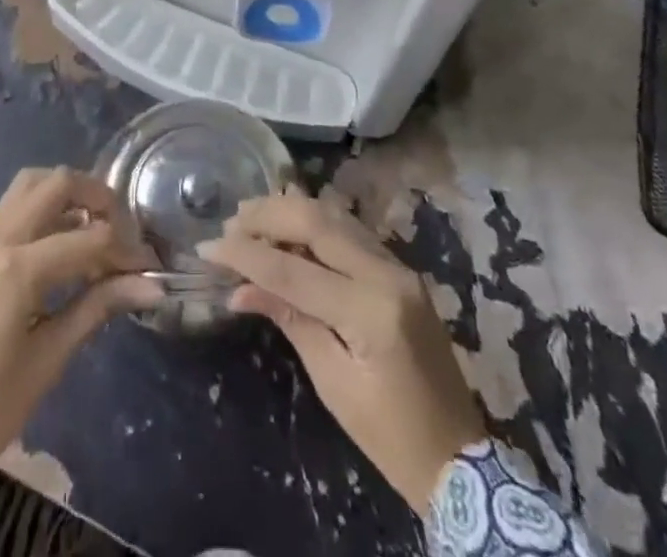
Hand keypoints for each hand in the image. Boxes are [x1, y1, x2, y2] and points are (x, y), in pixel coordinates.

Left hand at [0, 166, 160, 508]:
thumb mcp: (51, 358)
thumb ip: (99, 307)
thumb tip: (152, 285)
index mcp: (18, 268)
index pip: (89, 237)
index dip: (126, 249)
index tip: (151, 268)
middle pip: (57, 184)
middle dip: (98, 196)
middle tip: (124, 230)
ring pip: (30, 184)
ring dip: (67, 192)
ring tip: (95, 226)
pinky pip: (14, 208)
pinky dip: (45, 208)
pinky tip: (65, 243)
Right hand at [200, 189, 486, 512]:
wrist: (457, 456)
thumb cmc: (389, 435)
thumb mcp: (332, 382)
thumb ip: (289, 320)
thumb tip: (238, 288)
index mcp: (370, 311)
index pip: (294, 270)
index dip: (246, 255)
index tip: (208, 247)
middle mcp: (387, 274)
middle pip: (317, 222)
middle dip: (268, 216)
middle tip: (230, 221)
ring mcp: (398, 266)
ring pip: (335, 216)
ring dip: (290, 211)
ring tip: (251, 216)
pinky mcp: (400, 268)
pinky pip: (350, 230)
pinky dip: (314, 222)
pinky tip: (288, 226)